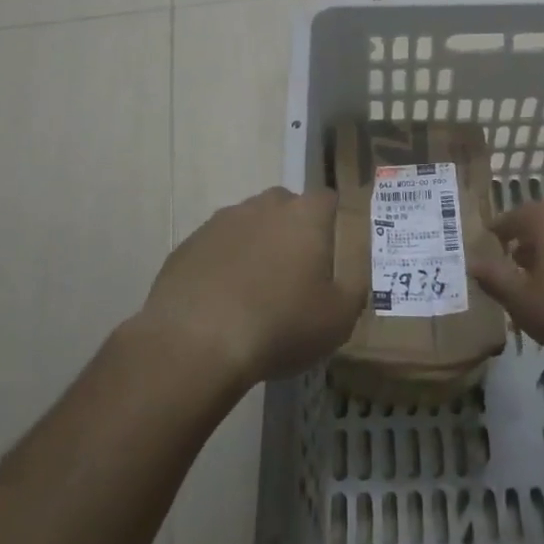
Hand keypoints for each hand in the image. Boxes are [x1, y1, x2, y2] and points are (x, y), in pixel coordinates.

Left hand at [137, 187, 361, 388]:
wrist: (195, 343)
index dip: (335, 224)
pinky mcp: (189, 245)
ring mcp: (222, 221)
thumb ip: (355, 288)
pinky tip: (223, 303)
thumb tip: (353, 273)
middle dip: (294, 232)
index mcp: (306, 214)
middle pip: (287, 207)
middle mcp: (265, 205)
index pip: (330, 200)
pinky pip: (217, 248)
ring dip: (257, 248)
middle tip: (297, 274)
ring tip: (257, 292)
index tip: (335, 255)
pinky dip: (224, 266)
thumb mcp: (339, 318)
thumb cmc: (280, 325)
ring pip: (250, 225)